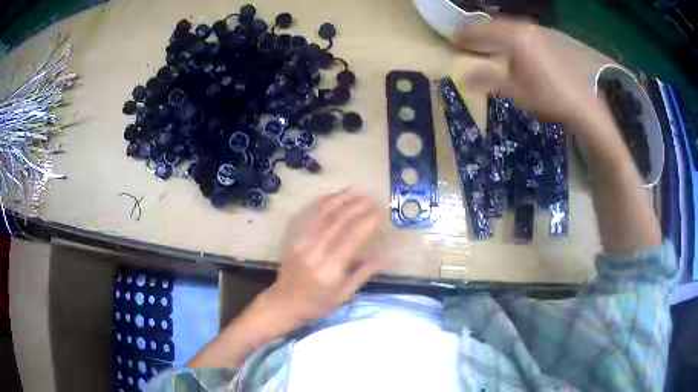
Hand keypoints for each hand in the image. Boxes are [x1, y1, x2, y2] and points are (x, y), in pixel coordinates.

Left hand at [262, 189, 386, 326]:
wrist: (284, 303)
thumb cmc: (318, 304)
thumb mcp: (344, 294)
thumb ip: (364, 272)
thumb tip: (387, 256)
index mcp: (330, 270)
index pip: (352, 238)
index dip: (367, 222)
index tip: (380, 211)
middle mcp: (314, 252)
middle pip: (337, 223)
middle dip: (356, 207)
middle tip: (370, 198)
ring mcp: (301, 243)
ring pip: (323, 215)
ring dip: (339, 201)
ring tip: (354, 192)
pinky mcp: (293, 239)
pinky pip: (308, 216)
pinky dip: (321, 204)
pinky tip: (332, 197)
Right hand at [455, 18, 604, 126]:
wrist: (580, 103)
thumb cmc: (546, 96)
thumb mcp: (514, 90)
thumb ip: (487, 80)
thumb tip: (464, 78)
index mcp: (512, 37)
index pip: (479, 31)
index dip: (464, 37)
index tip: (454, 45)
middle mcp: (523, 28)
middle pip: (493, 24)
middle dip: (478, 33)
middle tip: (467, 43)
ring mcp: (537, 31)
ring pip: (507, 26)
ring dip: (494, 33)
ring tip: (486, 44)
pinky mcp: (546, 38)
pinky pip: (520, 31)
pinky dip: (509, 35)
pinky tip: (510, 47)